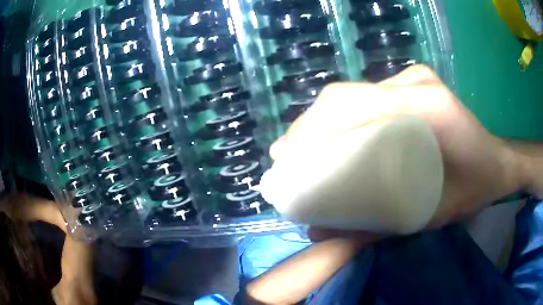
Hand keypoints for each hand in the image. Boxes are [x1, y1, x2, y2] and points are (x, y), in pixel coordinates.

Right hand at [271, 65, 530, 238]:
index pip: (356, 105)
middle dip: (309, 123)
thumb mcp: (429, 215)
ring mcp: (414, 79)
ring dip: (322, 117)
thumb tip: (321, 233)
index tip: (285, 156)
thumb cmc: (470, 190)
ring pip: (354, 90)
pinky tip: (331, 132)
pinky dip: (343, 111)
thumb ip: (376, 227)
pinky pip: (368, 93)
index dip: (313, 128)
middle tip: (286, 154)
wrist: (494, 163)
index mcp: (429, 109)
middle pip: (348, 93)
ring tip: (301, 145)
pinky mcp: (413, 83)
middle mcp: (416, 83)